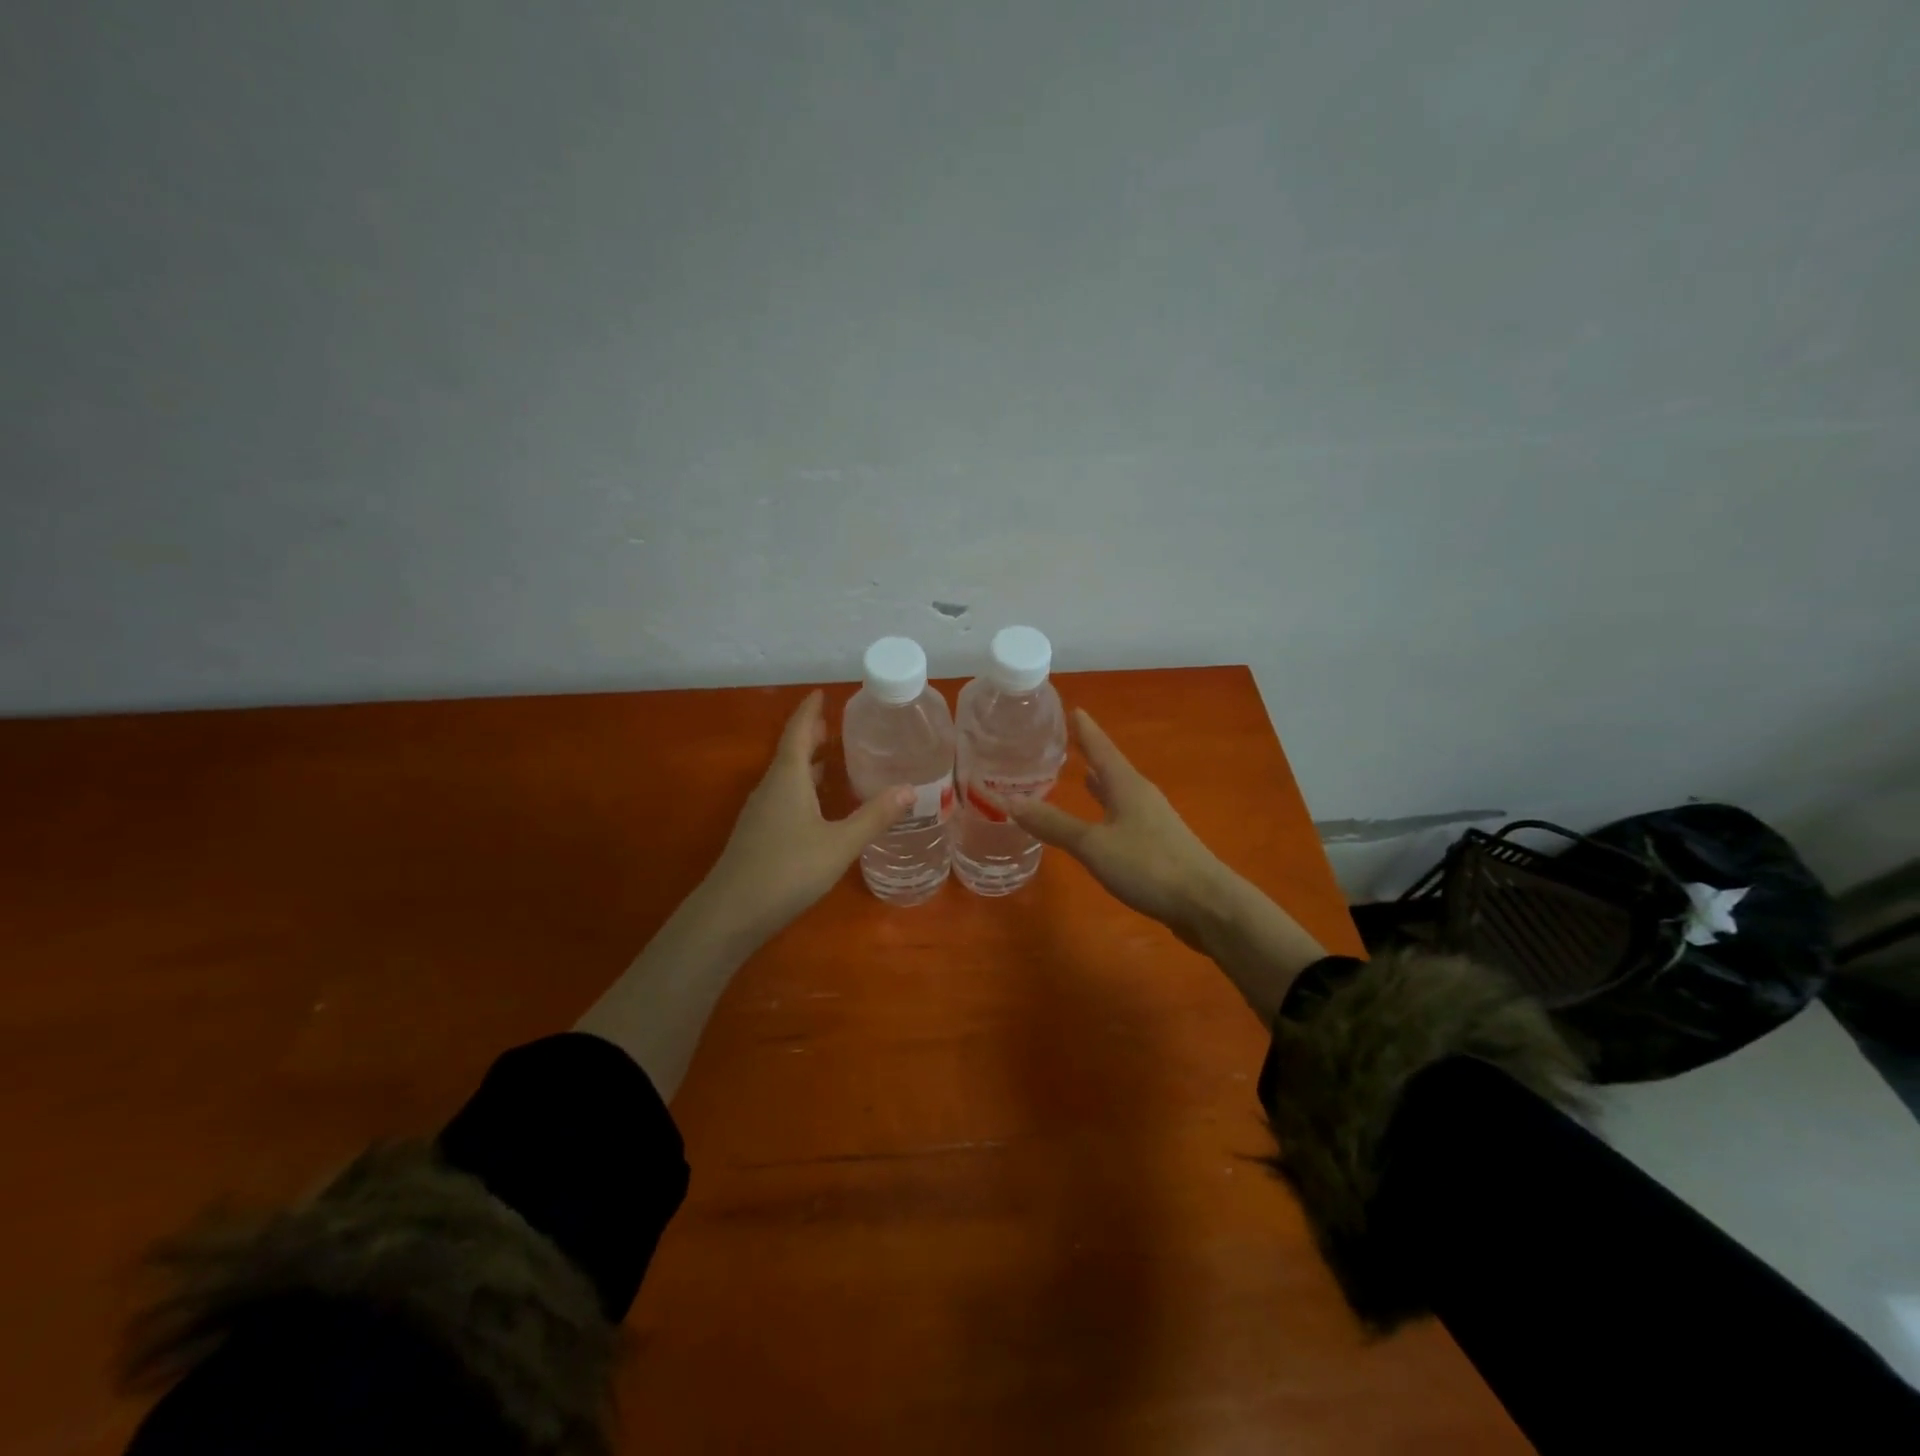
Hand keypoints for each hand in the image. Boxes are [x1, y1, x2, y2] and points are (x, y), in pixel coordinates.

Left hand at [704, 690, 913, 939]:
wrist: (731, 913)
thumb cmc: (788, 869)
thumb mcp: (840, 843)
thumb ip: (874, 816)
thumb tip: (910, 789)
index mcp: (788, 778)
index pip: (798, 732)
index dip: (810, 711)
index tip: (822, 693)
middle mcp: (771, 788)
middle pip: (791, 752)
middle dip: (811, 736)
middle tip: (835, 724)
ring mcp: (761, 812)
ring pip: (787, 777)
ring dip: (808, 763)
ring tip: (833, 759)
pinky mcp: (759, 834)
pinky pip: (783, 797)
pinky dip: (803, 788)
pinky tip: (818, 805)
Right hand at [1007, 708, 1231, 948]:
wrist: (1206, 904)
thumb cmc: (1149, 866)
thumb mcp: (1094, 845)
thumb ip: (1054, 825)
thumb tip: (1010, 801)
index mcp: (1126, 786)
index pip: (1101, 748)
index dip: (1085, 730)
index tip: (1073, 708)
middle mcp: (1141, 796)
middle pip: (1112, 767)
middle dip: (1090, 755)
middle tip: (1067, 742)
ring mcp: (1153, 821)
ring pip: (1119, 793)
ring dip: (1101, 784)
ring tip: (1082, 775)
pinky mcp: (1158, 846)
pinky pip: (1125, 816)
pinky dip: (1108, 811)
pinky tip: (1102, 822)